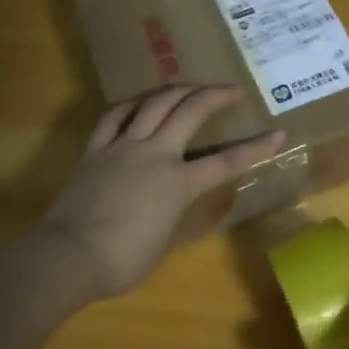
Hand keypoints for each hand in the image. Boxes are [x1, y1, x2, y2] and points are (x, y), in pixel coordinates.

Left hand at [41, 85, 284, 299]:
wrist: (69, 256)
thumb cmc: (122, 261)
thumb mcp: (163, 241)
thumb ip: (173, 213)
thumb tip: (170, 202)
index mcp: (177, 183)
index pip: (226, 162)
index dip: (256, 148)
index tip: (279, 134)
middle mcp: (154, 155)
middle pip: (190, 112)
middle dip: (216, 96)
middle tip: (233, 90)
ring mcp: (122, 147)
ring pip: (153, 104)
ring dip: (177, 90)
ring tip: (190, 87)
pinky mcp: (95, 150)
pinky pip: (112, 117)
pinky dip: (129, 105)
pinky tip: (138, 102)